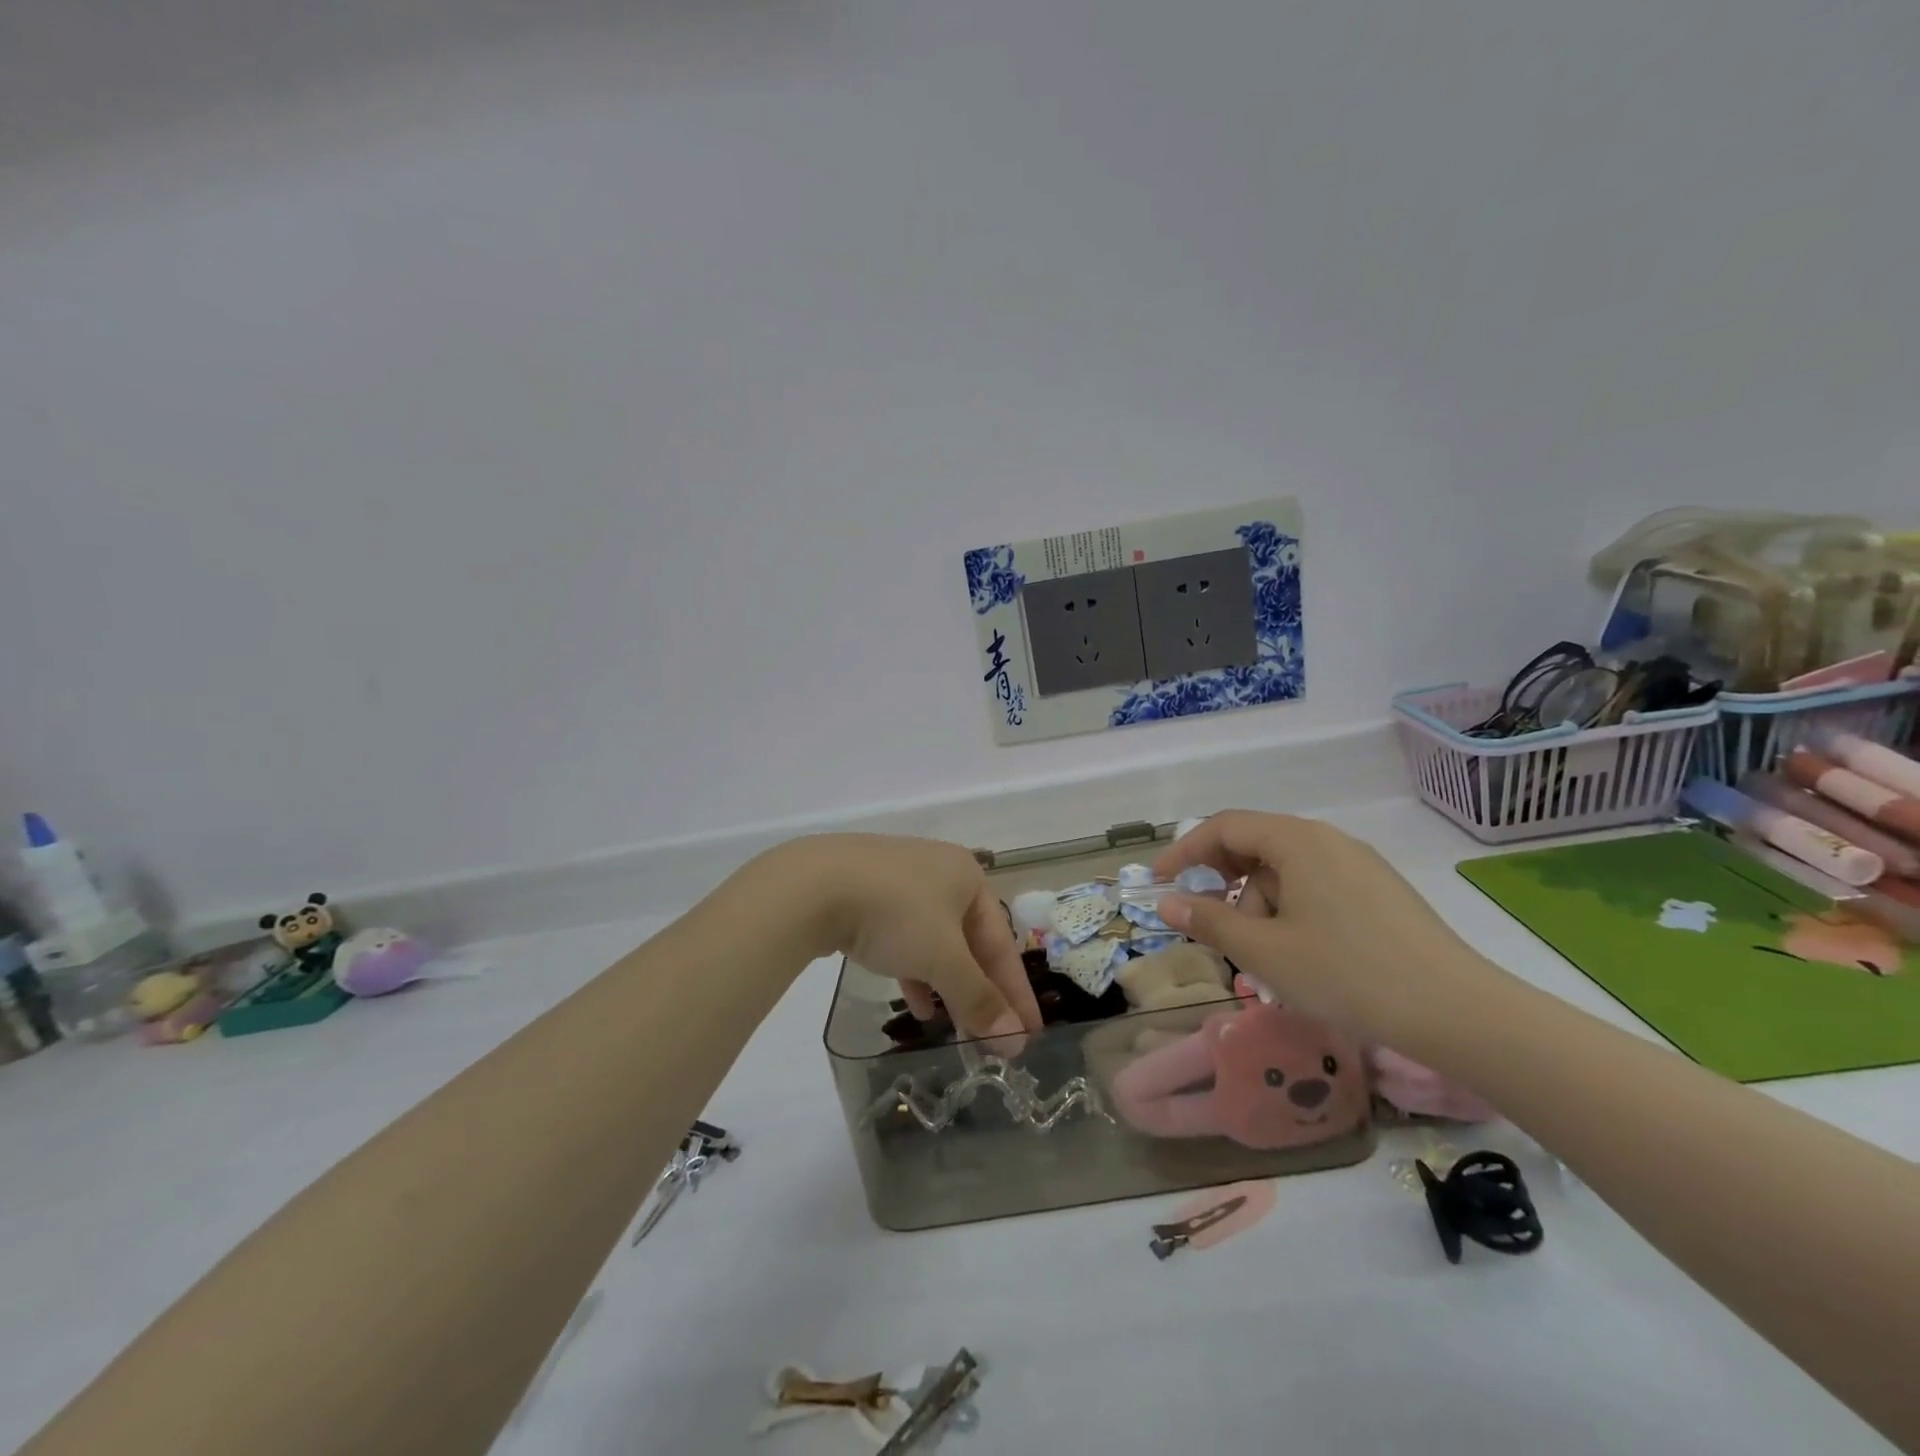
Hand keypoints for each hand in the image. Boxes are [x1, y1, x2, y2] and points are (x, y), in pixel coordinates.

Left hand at [777, 834, 1042, 1042]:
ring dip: (947, 984)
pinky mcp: (866, 893)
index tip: (1029, 1036)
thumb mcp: (942, 959)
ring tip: (954, 1027)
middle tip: (992, 1037)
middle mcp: (938, 872)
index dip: (1016, 992)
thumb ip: (978, 998)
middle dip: (979, 990)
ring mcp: (899, 880)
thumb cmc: (895, 914)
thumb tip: (1014, 1042)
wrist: (813, 884)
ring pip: (935, 941)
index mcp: (967, 876)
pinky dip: (914, 970)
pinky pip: (903, 937)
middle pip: (969, 941)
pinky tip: (915, 1003)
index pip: (1002, 942)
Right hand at [1151, 811, 1500, 1047]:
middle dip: (1224, 883)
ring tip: (1267, 956)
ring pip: (1287, 870)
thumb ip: (1209, 920)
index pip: (1224, 827)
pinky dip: (1291, 910)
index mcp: (1297, 841)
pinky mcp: (1380, 892)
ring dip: (1261, 904)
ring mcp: (1359, 864)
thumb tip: (1167, 902)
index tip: (1158, 883)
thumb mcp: (1265, 951)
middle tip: (1212, 924)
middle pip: (1256, 845)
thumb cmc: (1347, 974)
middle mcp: (1328, 840)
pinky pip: (1316, 886)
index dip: (1184, 852)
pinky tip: (1302, 953)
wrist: (1457, 1012)